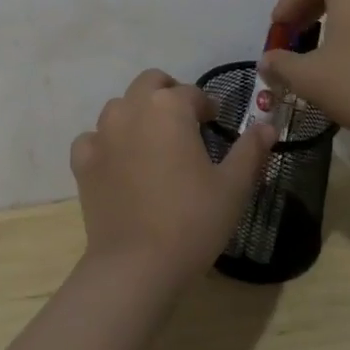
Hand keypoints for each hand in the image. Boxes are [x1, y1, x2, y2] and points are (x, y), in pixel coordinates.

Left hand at [70, 70, 275, 290]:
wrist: (136, 266)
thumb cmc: (192, 221)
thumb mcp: (233, 187)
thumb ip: (250, 150)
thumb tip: (267, 125)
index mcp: (169, 107)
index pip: (192, 93)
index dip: (207, 107)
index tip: (215, 125)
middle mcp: (132, 108)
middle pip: (151, 83)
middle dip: (169, 94)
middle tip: (185, 124)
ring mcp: (103, 132)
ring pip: (121, 106)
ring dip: (138, 114)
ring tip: (154, 144)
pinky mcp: (83, 160)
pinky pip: (93, 137)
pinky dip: (106, 143)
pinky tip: (119, 163)